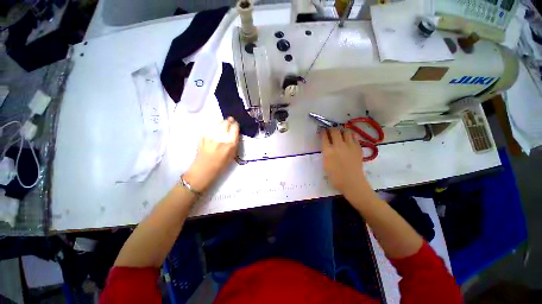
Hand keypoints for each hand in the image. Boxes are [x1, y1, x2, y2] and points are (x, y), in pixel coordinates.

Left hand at [183, 117, 239, 192]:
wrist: (203, 171)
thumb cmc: (220, 166)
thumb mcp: (232, 156)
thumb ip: (234, 144)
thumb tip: (235, 134)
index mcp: (230, 144)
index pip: (234, 128)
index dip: (236, 124)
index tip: (236, 124)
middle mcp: (220, 139)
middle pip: (225, 123)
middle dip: (229, 121)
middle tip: (230, 120)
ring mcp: (210, 137)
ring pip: (216, 124)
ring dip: (220, 122)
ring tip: (222, 123)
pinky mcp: (202, 137)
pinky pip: (209, 128)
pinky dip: (212, 127)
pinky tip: (213, 129)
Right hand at [321, 128, 366, 194]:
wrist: (352, 182)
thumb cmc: (335, 176)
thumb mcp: (325, 164)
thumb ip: (326, 153)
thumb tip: (327, 145)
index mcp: (328, 151)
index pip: (324, 136)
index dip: (323, 132)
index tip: (322, 131)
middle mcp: (338, 145)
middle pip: (334, 131)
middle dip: (331, 129)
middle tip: (330, 131)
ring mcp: (350, 145)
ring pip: (346, 131)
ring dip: (341, 131)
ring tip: (340, 134)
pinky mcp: (358, 147)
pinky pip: (354, 137)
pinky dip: (350, 135)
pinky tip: (349, 139)